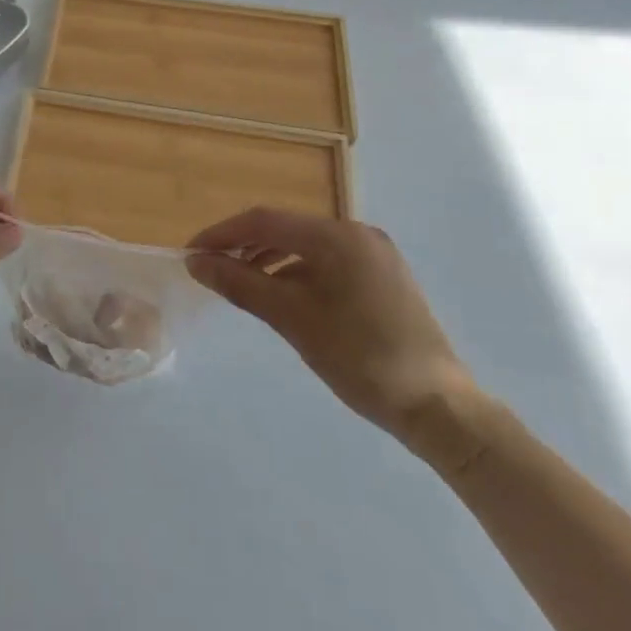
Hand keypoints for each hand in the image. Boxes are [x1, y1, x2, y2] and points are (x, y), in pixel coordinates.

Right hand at [186, 209, 480, 462]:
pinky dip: (296, 273)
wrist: (440, 409)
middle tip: (211, 270)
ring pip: (305, 246)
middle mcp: (357, 233)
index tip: (190, 255)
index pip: (263, 221)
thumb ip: (240, 283)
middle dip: (243, 246)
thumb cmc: (361, 358)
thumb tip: (196, 262)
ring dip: (268, 259)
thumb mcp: (292, 319)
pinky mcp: (383, 277)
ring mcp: (374, 255)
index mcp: (337, 236)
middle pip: (285, 229)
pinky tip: (282, 297)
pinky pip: (327, 262)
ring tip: (240, 283)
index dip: (221, 234)